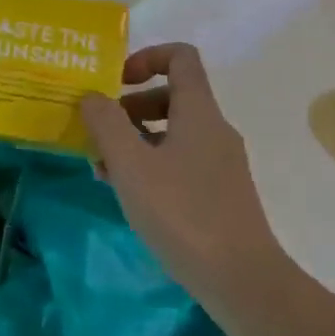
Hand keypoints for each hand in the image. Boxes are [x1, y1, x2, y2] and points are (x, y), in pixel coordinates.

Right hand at [80, 43, 283, 305]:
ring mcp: (221, 162)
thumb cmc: (182, 213)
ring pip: (174, 133)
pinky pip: (182, 161)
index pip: (180, 57)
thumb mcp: (131, 165)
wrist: (241, 278)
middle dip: (131, 108)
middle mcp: (214, 128)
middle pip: (172, 96)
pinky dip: (153, 165)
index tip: (115, 84)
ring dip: (136, 141)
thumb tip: (93, 96)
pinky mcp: (221, 192)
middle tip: (99, 135)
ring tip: (104, 171)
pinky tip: (131, 196)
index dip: (146, 58)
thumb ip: (107, 124)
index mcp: (199, 111)